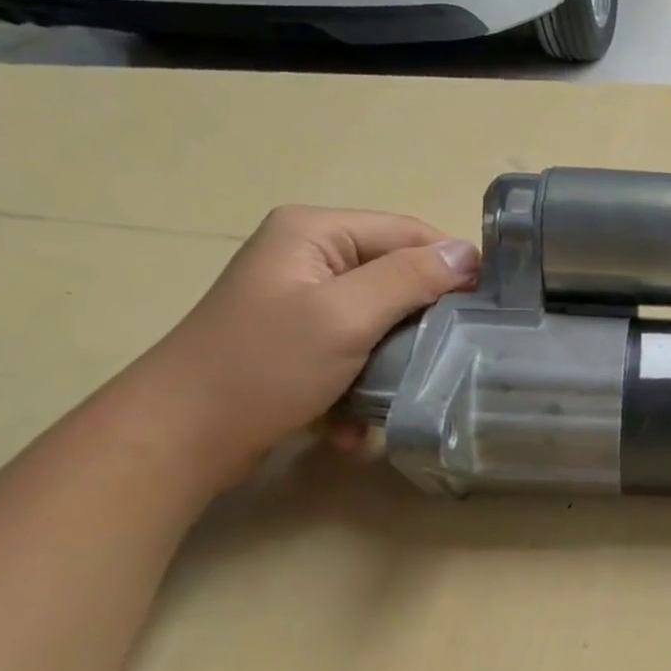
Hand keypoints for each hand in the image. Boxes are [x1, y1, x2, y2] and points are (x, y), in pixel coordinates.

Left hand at [120, 206, 477, 490]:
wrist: (181, 438)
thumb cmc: (264, 367)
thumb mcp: (344, 316)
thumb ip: (409, 278)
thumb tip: (469, 253)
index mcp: (315, 232)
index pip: (408, 232)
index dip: (452, 265)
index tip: (490, 310)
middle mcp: (308, 258)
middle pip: (396, 277)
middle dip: (423, 322)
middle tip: (452, 357)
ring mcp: (301, 303)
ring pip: (380, 321)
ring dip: (393, 361)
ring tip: (402, 392)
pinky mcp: (298, 344)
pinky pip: (354, 352)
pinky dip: (362, 384)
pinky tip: (355, 420)